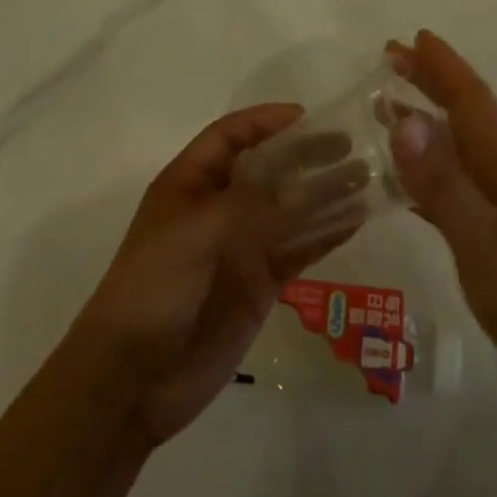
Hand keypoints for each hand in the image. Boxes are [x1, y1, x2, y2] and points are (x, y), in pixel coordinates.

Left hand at [70, 103, 350, 446]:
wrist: (131, 381)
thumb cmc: (152, 288)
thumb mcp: (195, 233)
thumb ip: (252, 206)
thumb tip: (305, 186)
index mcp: (191, 183)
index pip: (231, 136)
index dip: (265, 121)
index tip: (307, 116)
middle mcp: (220, 207)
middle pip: (269, 168)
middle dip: (305, 154)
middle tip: (349, 146)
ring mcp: (242, 246)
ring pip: (291, 208)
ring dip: (325, 193)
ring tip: (365, 178)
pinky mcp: (260, 283)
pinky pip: (299, 249)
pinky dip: (326, 234)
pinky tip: (356, 220)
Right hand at [387, 30, 496, 424]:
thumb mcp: (482, 240)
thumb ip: (442, 182)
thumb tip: (405, 119)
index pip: (471, 100)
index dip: (443, 67)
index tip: (412, 37)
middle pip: (465, 115)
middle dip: (432, 81)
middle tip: (391, 58)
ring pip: (458, 148)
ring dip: (427, 121)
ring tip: (389, 107)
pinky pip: (453, 187)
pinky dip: (428, 172)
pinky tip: (407, 184)